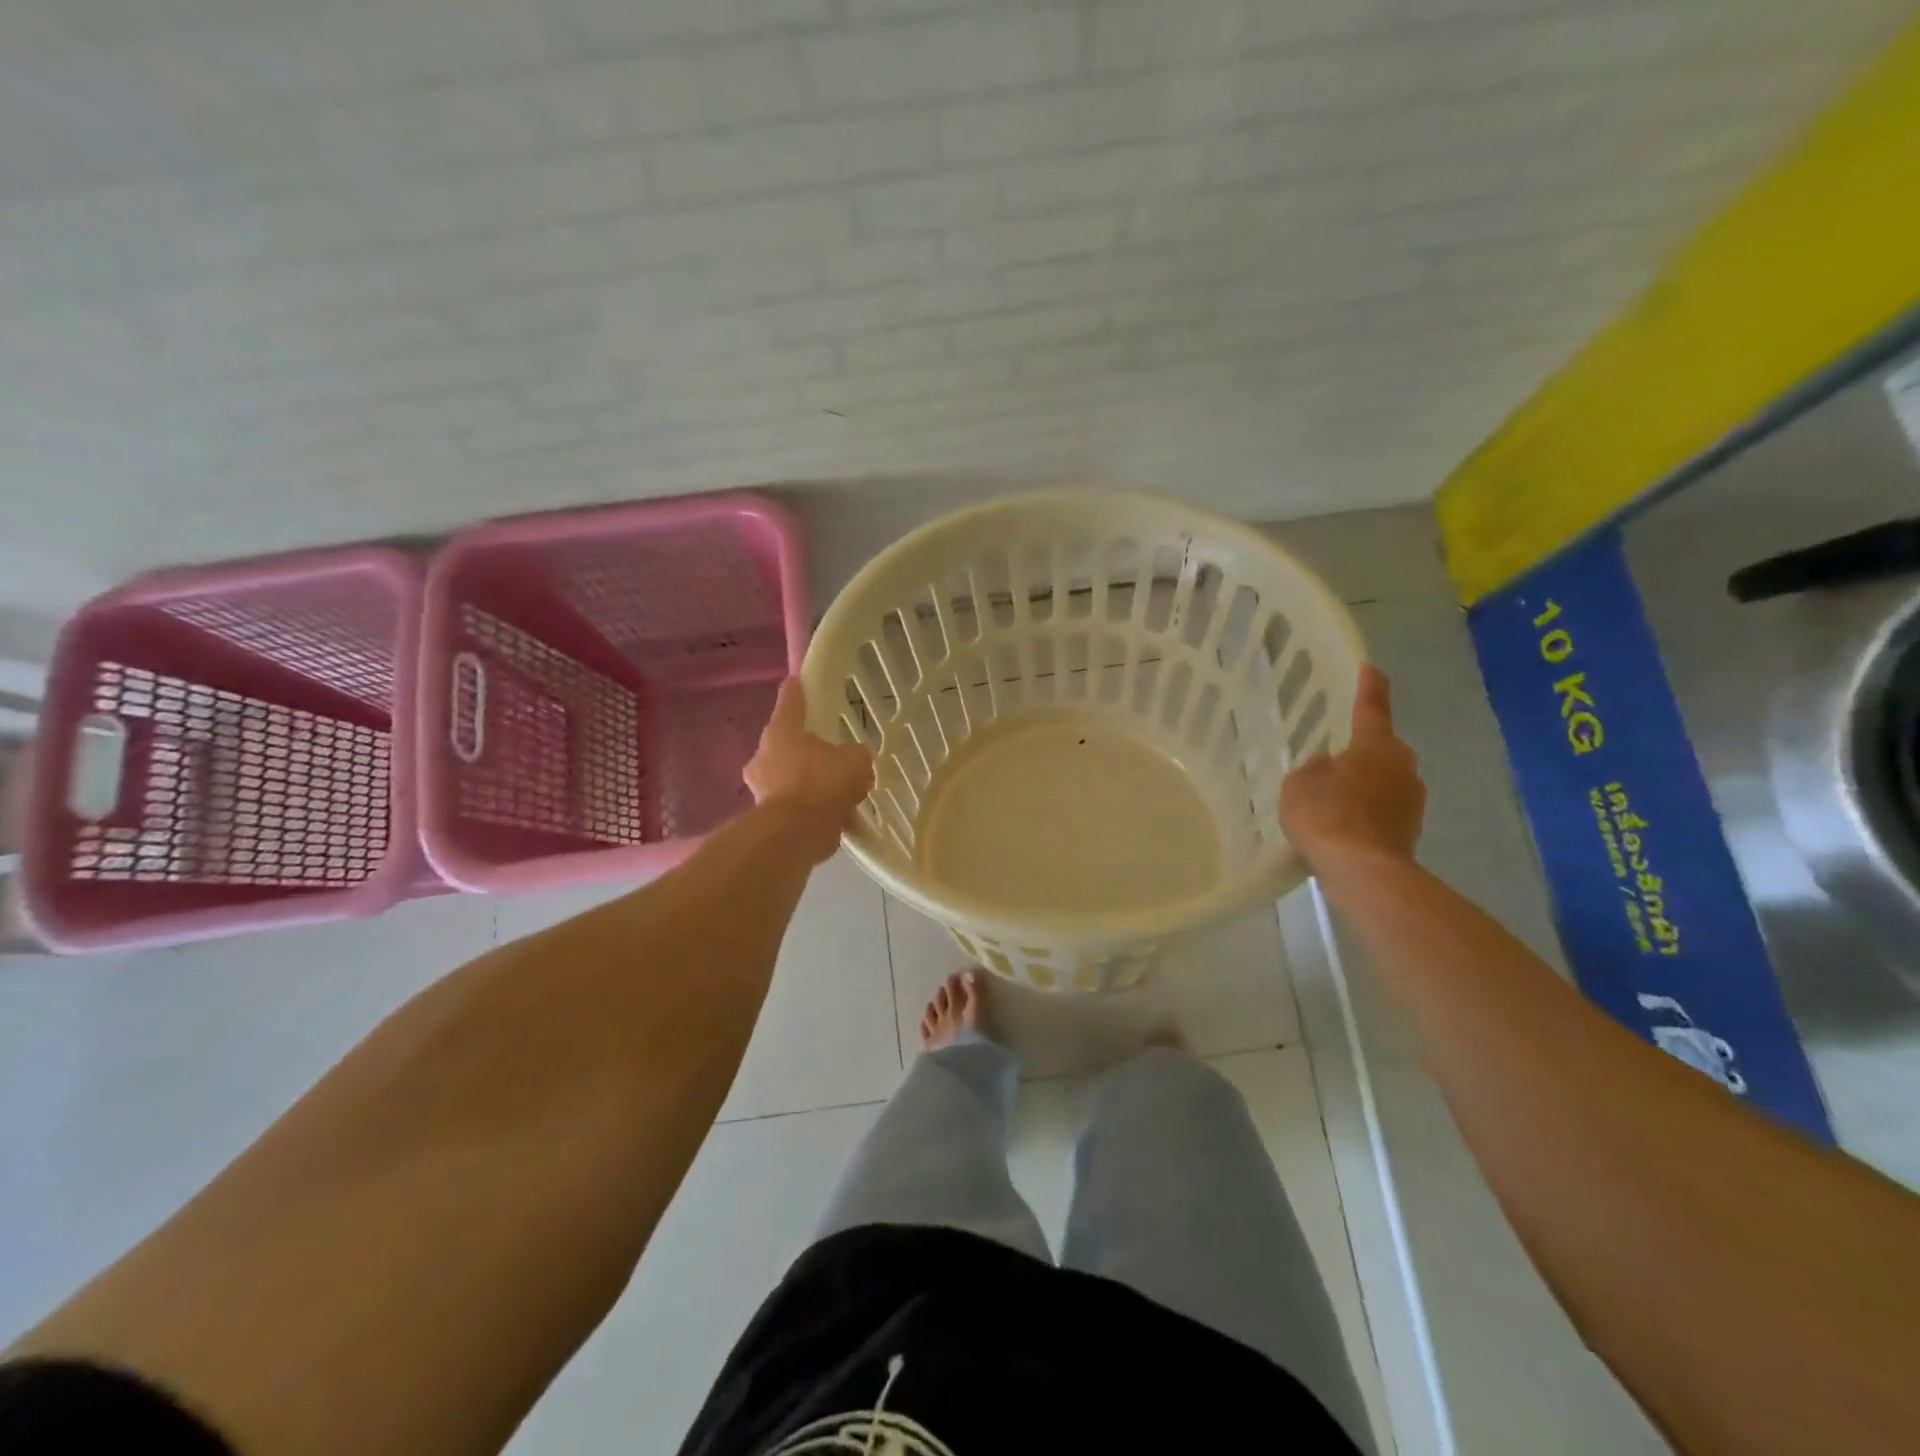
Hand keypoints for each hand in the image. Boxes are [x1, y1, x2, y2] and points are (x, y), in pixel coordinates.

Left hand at [744, 678, 874, 858]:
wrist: (796, 833)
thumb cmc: (822, 783)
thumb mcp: (855, 760)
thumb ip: (855, 755)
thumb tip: (852, 761)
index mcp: (782, 732)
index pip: (791, 701)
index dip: (798, 690)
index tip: (797, 681)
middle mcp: (765, 755)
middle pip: (787, 744)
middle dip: (808, 751)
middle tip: (832, 757)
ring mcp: (762, 788)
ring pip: (791, 778)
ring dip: (811, 784)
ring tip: (842, 795)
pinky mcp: (767, 817)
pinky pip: (797, 807)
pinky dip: (814, 811)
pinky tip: (839, 819)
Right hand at [1278, 664, 1425, 871]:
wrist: (1364, 872)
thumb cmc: (1327, 816)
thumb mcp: (1299, 784)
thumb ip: (1313, 768)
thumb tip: (1328, 765)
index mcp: (1375, 746)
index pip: (1372, 707)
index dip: (1369, 686)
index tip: (1370, 668)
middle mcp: (1402, 765)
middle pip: (1383, 746)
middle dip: (1364, 747)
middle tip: (1336, 754)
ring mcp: (1412, 799)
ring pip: (1387, 778)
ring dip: (1367, 781)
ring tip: (1336, 796)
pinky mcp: (1411, 828)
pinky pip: (1386, 807)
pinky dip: (1369, 810)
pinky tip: (1346, 823)